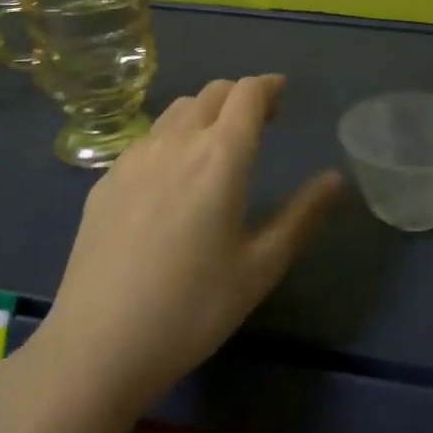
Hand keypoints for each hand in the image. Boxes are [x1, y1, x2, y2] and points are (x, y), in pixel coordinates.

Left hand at [25, 75, 342, 419]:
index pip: (247, 94)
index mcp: (220, 157)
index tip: (282, 94)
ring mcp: (133, 159)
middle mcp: (176, 143)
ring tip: (216, 143)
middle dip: (240, 96)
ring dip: (205, 111)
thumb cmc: (192, 308)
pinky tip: (171, 175)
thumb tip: (336, 178)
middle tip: (259, 122)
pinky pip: (146, 139)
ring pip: (176, 111)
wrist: (96, 346)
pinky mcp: (105, 181)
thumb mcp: (261, 267)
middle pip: (212, 93)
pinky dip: (171, 136)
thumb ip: (302, 216)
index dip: (268, 86)